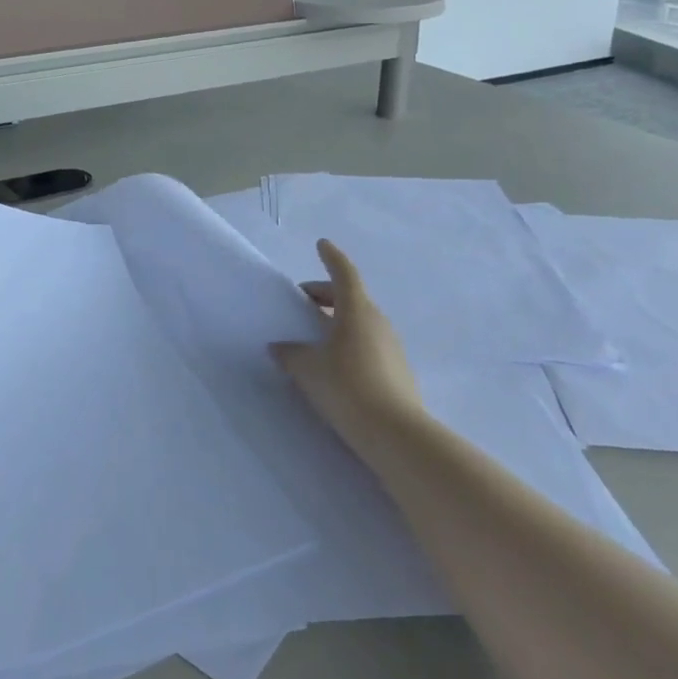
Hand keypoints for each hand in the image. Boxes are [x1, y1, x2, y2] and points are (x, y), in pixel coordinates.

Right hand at [270, 240, 425, 446]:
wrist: (396, 434)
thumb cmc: (347, 388)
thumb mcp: (308, 369)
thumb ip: (290, 354)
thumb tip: (280, 347)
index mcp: (356, 311)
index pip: (344, 273)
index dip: (332, 257)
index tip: (322, 244)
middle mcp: (377, 322)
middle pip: (351, 297)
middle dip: (326, 294)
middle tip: (303, 301)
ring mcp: (392, 346)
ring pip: (361, 321)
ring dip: (338, 320)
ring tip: (315, 336)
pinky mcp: (398, 371)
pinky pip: (368, 343)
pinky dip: (349, 342)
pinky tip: (334, 364)